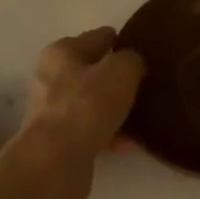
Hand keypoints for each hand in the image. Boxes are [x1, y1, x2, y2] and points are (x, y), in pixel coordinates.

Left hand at [15, 27, 145, 198]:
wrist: (55, 161)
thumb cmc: (87, 106)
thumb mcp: (121, 72)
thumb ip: (131, 60)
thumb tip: (132, 64)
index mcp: (63, 51)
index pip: (99, 37)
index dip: (123, 42)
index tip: (146, 54)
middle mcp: (52, 77)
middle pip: (94, 71)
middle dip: (118, 79)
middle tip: (147, 87)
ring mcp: (53, 110)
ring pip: (93, 103)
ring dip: (115, 109)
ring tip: (142, 117)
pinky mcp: (58, 140)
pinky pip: (90, 130)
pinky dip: (109, 134)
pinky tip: (128, 143)